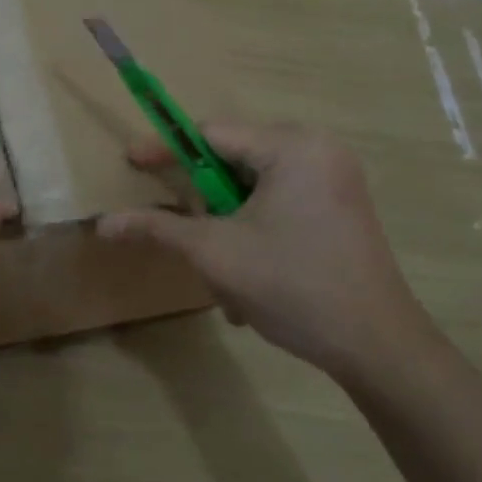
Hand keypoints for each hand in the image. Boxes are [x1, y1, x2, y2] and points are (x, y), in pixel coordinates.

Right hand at [98, 121, 433, 382]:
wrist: (378, 347)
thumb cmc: (292, 286)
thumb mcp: (215, 253)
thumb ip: (157, 228)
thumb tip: (103, 224)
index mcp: (292, 146)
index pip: (211, 134)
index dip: (167, 150)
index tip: (131, 161)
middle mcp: (318, 149)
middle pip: (233, 161)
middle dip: (205, 202)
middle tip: (189, 235)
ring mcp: (335, 178)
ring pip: (254, 186)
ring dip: (228, 224)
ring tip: (223, 271)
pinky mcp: (341, 205)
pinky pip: (280, 202)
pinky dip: (255, 229)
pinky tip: (252, 274)